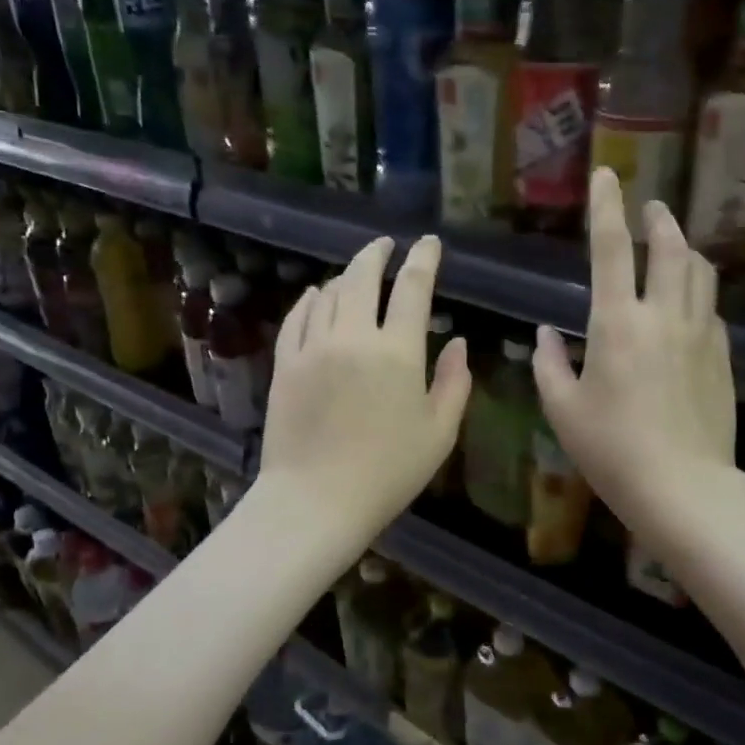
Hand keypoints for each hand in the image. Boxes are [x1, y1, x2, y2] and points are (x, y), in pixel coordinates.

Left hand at [258, 234, 470, 546]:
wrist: (316, 501)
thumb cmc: (388, 472)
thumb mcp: (439, 434)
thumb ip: (454, 383)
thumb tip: (459, 343)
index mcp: (398, 352)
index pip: (413, 288)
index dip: (424, 259)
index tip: (429, 243)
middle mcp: (354, 337)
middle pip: (363, 277)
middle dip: (378, 253)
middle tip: (387, 245)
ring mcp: (314, 348)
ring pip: (330, 293)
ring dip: (346, 275)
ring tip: (357, 272)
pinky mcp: (285, 364)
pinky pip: (297, 317)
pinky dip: (311, 300)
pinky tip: (317, 295)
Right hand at [533, 168, 736, 541]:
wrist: (684, 488)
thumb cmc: (612, 450)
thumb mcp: (563, 410)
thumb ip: (550, 365)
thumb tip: (547, 334)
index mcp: (617, 323)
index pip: (611, 249)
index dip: (607, 206)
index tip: (606, 174)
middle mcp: (664, 316)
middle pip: (670, 248)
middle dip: (659, 220)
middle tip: (651, 207)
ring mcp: (701, 335)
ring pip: (700, 273)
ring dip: (686, 249)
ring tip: (674, 244)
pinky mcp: (723, 358)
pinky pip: (711, 309)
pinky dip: (698, 292)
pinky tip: (689, 305)